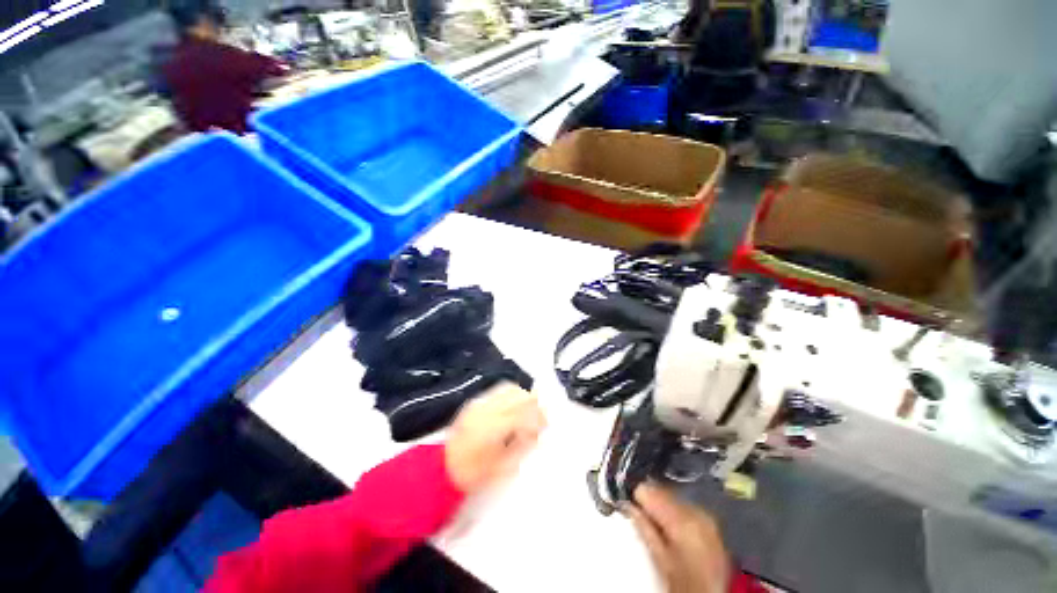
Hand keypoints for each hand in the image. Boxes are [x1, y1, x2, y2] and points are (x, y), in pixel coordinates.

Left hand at [444, 383, 545, 493]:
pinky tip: (516, 403)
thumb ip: (522, 448)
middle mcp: (486, 410)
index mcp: (492, 428)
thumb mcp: (500, 468)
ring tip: (531, 407)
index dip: (538, 417)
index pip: (523, 414)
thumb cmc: (472, 474)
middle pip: (517, 395)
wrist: (440, 469)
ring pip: (508, 388)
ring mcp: (479, 403)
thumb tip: (538, 433)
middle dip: (534, 401)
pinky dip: (512, 393)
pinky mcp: (475, 402)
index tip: (547, 423)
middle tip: (542, 413)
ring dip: (524, 395)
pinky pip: (498, 390)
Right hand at [628, 482, 731, 592]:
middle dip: (649, 499)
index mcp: (682, 519)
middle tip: (636, 510)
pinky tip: (670, 525)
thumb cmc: (685, 583)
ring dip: (661, 505)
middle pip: (662, 491)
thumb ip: (644, 528)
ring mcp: (706, 515)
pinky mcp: (710, 522)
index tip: (626, 501)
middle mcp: (696, 510)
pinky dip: (674, 511)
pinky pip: (684, 506)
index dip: (635, 495)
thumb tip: (627, 504)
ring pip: (673, 497)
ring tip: (653, 521)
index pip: (649, 489)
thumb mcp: (659, 559)